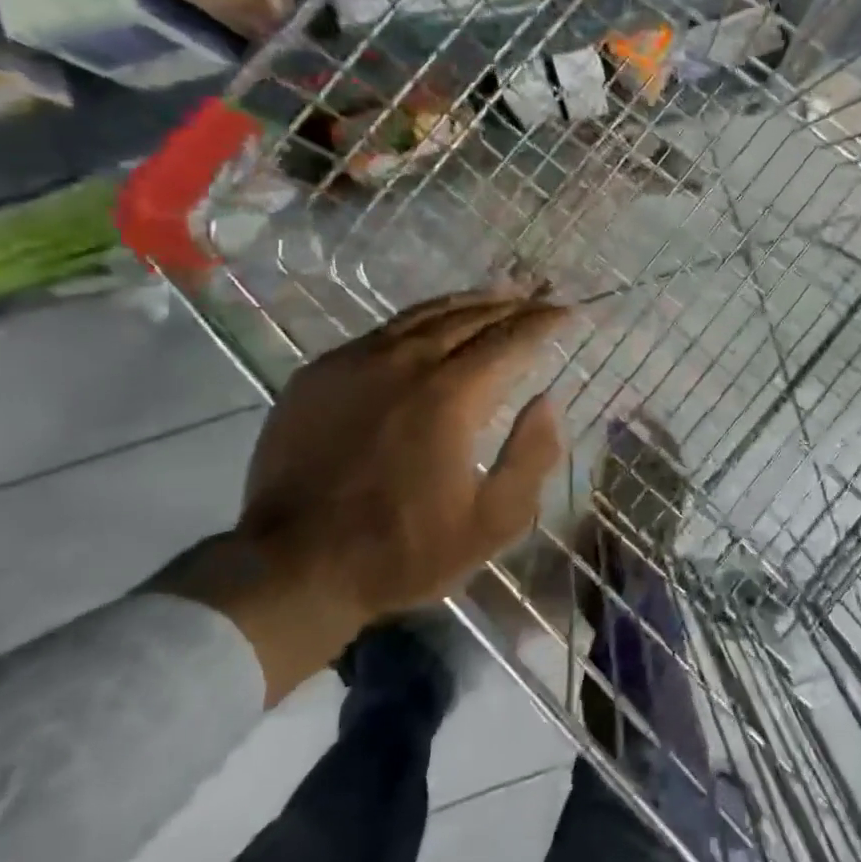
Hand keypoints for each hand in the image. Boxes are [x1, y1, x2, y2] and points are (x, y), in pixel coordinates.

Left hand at [159, 287, 570, 703]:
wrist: (291, 568)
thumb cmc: (402, 550)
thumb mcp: (491, 522)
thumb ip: (531, 456)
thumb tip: (549, 401)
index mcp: (451, 397)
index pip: (510, 340)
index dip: (544, 322)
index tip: (568, 311)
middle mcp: (406, 364)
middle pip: (470, 317)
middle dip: (513, 303)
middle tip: (541, 294)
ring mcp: (357, 362)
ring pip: (425, 315)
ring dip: (469, 301)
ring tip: (497, 293)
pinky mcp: (320, 373)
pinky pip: (383, 331)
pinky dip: (421, 320)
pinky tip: (431, 325)